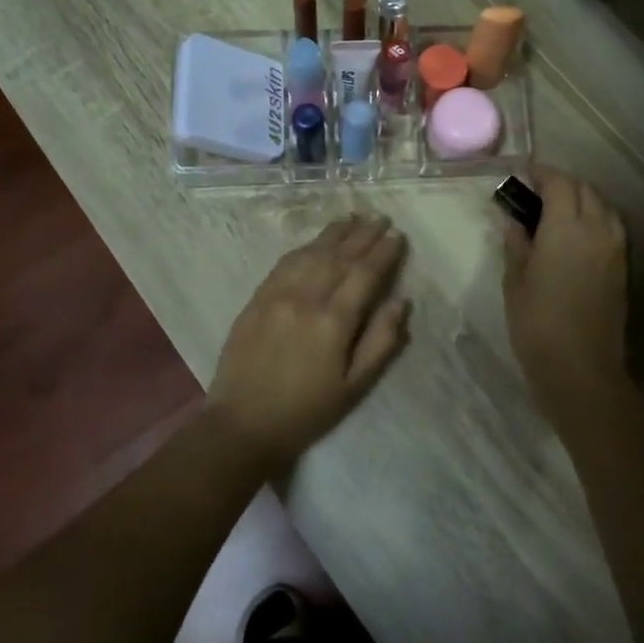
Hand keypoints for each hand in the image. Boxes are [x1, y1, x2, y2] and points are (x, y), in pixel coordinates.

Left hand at [209, 214, 409, 470]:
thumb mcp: (354, 387)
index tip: (397, 235)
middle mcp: (306, 298)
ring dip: (335, 233)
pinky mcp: (257, 298)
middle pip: (340, 256)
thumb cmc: (306, 412)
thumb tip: (401, 302)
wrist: (242, 424)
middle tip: (380, 218)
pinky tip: (316, 241)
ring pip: (312, 253)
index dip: (383, 253)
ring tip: (353, 218)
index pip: (365, 274)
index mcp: (333, 322)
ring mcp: (277, 294)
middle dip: (363, 235)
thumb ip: (381, 343)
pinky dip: (305, 247)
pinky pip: (285, 262)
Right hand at [501, 167, 627, 413]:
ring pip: (602, 205)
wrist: (580, 367)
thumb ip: (516, 240)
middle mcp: (597, 229)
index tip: (523, 173)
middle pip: (584, 189)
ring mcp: (615, 248)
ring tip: (556, 209)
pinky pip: (611, 226)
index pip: (559, 183)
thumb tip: (512, 216)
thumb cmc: (537, 322)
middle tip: (535, 191)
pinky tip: (576, 232)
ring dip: (581, 198)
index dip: (541, 172)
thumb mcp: (515, 278)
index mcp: (566, 227)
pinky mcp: (622, 267)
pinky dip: (595, 217)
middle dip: (561, 182)